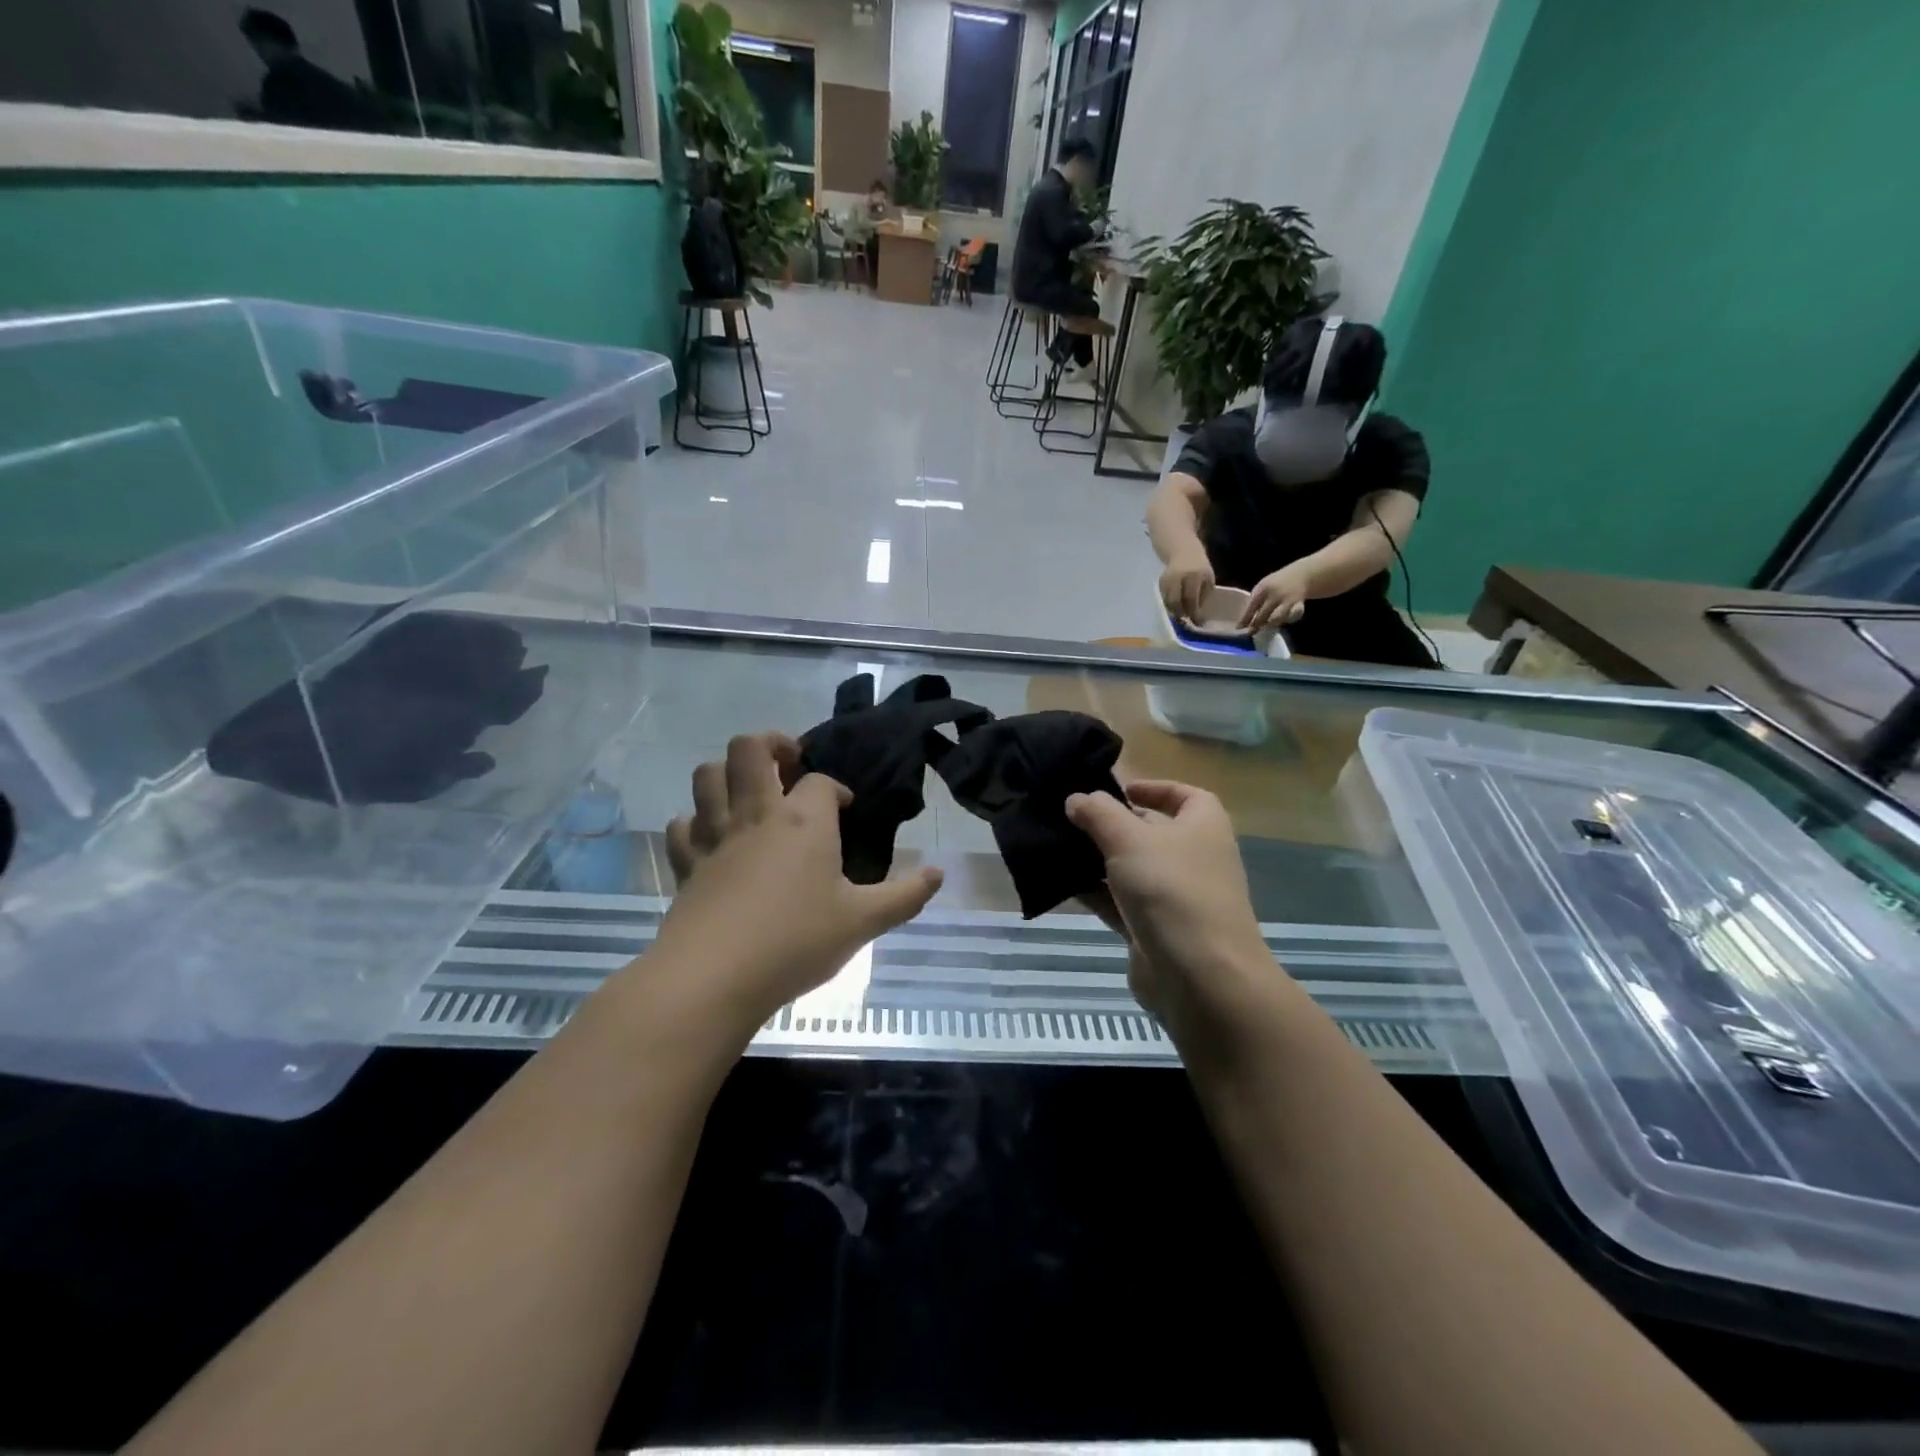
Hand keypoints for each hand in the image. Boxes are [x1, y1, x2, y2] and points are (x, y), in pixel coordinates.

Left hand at [656, 734, 942, 1034]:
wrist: (713, 977)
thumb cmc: (796, 942)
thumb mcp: (863, 922)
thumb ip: (905, 896)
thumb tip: (940, 873)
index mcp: (803, 821)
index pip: (821, 780)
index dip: (836, 788)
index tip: (845, 808)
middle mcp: (756, 815)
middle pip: (749, 749)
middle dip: (771, 744)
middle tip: (789, 764)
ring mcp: (715, 836)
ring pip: (707, 775)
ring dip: (726, 772)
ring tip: (749, 791)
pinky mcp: (686, 864)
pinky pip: (683, 825)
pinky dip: (696, 822)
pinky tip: (712, 837)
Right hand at [1068, 782, 1272, 1025]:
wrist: (1200, 978)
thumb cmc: (1172, 890)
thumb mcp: (1129, 839)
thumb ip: (1099, 813)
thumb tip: (1077, 799)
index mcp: (1203, 826)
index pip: (1184, 795)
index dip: (1154, 788)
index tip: (1118, 789)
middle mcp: (1194, 858)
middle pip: (1151, 832)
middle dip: (1113, 824)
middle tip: (1070, 816)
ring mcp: (1175, 898)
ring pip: (1131, 870)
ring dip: (1098, 860)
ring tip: (1056, 846)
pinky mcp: (1154, 930)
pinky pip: (1120, 904)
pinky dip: (1096, 894)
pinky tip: (1061, 885)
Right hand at [1159, 551, 1215, 622]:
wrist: (1183, 550)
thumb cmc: (1200, 567)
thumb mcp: (1208, 579)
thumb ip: (1204, 595)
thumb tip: (1198, 614)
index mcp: (1194, 576)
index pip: (1191, 598)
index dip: (1193, 612)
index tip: (1196, 622)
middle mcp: (1179, 577)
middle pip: (1175, 601)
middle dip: (1180, 613)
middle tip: (1185, 620)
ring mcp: (1168, 579)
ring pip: (1168, 600)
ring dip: (1174, 610)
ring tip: (1180, 614)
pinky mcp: (1160, 581)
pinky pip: (1164, 597)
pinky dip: (1169, 604)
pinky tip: (1174, 606)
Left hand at [1241, 562, 1312, 631]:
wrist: (1301, 575)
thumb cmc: (1276, 583)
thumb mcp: (1262, 587)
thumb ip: (1255, 601)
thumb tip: (1244, 620)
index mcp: (1262, 589)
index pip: (1250, 607)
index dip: (1244, 619)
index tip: (1238, 628)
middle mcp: (1274, 595)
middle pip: (1262, 615)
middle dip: (1255, 625)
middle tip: (1251, 631)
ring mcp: (1287, 601)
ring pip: (1276, 619)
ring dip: (1269, 625)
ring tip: (1265, 627)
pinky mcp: (1299, 605)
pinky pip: (1291, 617)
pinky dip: (1287, 620)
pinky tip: (1284, 620)